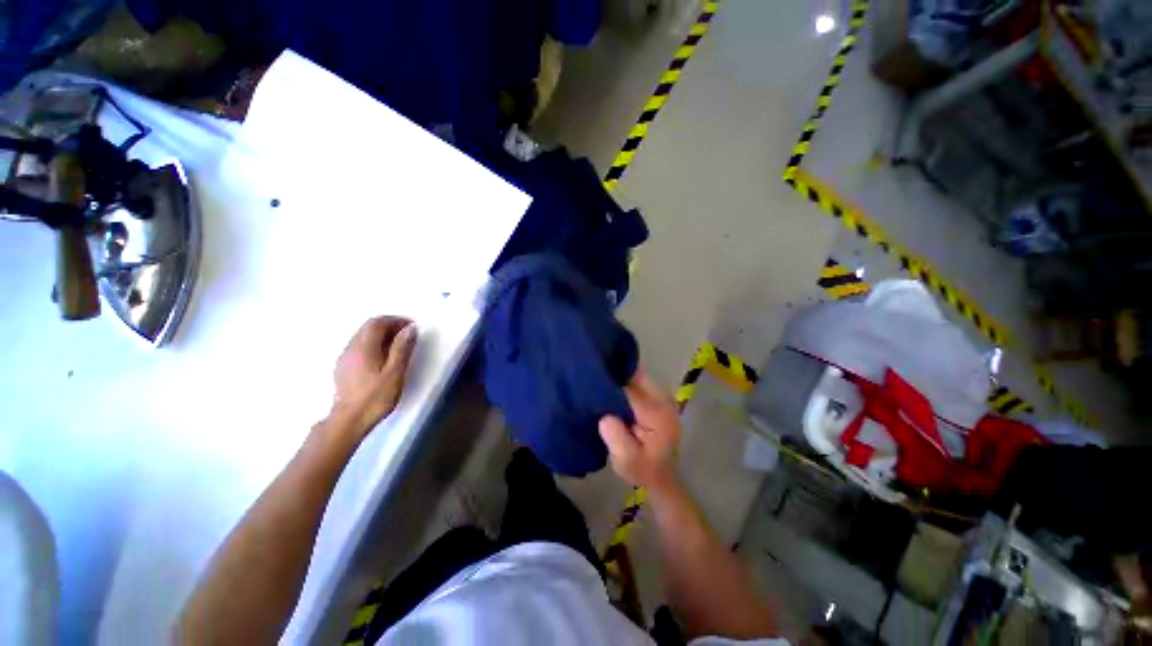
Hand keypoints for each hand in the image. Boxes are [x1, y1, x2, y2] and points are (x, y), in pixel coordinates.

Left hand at [328, 316, 417, 439]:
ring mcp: (345, 358)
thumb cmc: (376, 397)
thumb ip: (402, 348)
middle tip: (407, 335)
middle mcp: (351, 347)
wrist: (348, 420)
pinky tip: (383, 357)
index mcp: (364, 347)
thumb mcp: (395, 372)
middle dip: (389, 326)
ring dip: (381, 335)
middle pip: (368, 327)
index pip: (378, 322)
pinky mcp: (343, 367)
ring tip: (398, 346)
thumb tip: (410, 328)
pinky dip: (374, 344)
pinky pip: (359, 346)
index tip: (412, 327)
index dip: (396, 320)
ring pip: (363, 336)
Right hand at [598, 371, 680, 492]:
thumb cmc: (642, 469)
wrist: (660, 477)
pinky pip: (639, 382)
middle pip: (636, 376)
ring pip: (637, 376)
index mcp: (657, 414)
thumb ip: (615, 436)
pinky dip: (624, 383)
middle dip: (615, 376)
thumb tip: (604, 415)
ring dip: (619, 378)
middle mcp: (663, 400)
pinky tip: (610, 390)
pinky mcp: (657, 398)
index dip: (610, 386)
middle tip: (593, 380)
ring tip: (599, 383)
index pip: (630, 390)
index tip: (592, 384)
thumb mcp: (625, 460)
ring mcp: (662, 397)